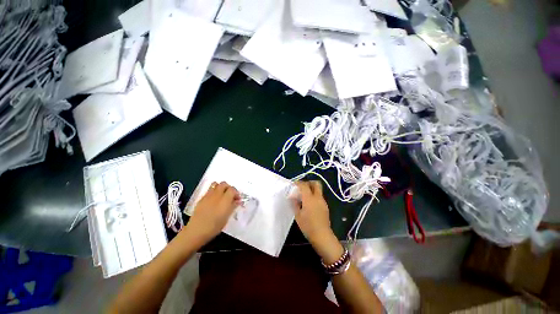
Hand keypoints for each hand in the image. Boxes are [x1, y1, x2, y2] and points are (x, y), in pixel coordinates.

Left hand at [182, 182, 239, 246]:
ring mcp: (208, 195)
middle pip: (224, 184)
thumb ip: (233, 206)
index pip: (232, 189)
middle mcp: (217, 195)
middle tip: (230, 195)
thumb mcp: (227, 217)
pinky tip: (214, 200)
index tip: (237, 199)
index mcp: (225, 199)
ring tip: (222, 195)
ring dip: (221, 187)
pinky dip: (214, 191)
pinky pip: (209, 190)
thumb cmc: (214, 226)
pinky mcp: (202, 198)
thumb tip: (237, 201)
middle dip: (229, 188)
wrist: (197, 230)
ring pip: (216, 184)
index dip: (236, 193)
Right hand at [292, 181, 343, 262]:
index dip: (299, 183)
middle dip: (308, 182)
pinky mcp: (325, 206)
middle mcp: (317, 197)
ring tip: (304, 196)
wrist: (322, 236)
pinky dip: (314, 196)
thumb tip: (292, 196)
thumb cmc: (308, 226)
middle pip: (316, 183)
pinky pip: (319, 196)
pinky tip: (309, 204)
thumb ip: (295, 204)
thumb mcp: (298, 215)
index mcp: (309, 198)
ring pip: (318, 190)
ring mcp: (323, 201)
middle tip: (302, 187)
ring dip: (311, 189)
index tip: (294, 184)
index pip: (304, 185)